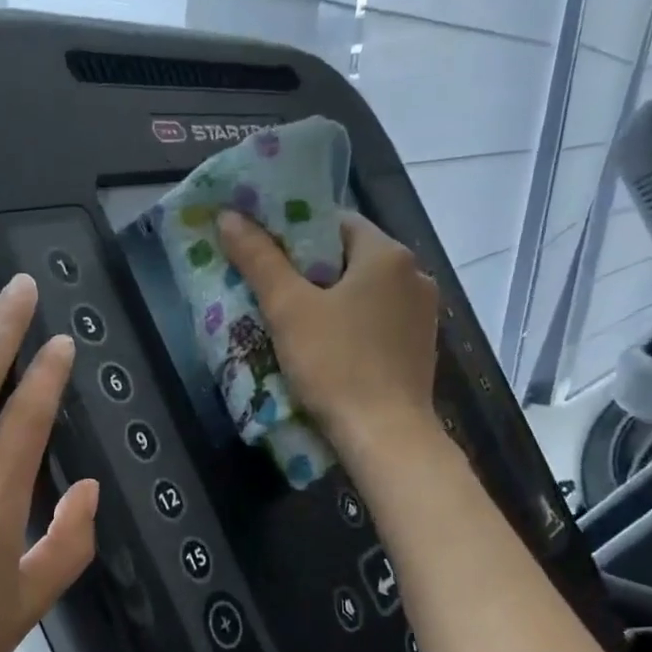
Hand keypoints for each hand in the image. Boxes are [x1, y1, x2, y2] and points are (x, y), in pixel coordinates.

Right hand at [217, 209, 441, 451]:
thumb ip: (259, 259)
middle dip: (308, 270)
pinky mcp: (419, 348)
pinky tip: (325, 348)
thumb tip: (228, 216)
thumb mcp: (288, 309)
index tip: (263, 252)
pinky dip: (350, 325)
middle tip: (268, 289)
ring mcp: (422, 314)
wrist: (385, 435)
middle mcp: (414, 274)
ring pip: (363, 292)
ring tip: (291, 321)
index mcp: (387, 254)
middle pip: (349, 257)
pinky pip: (376, 321)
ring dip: (329, 299)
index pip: (335, 221)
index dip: (294, 231)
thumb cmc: (335, 365)